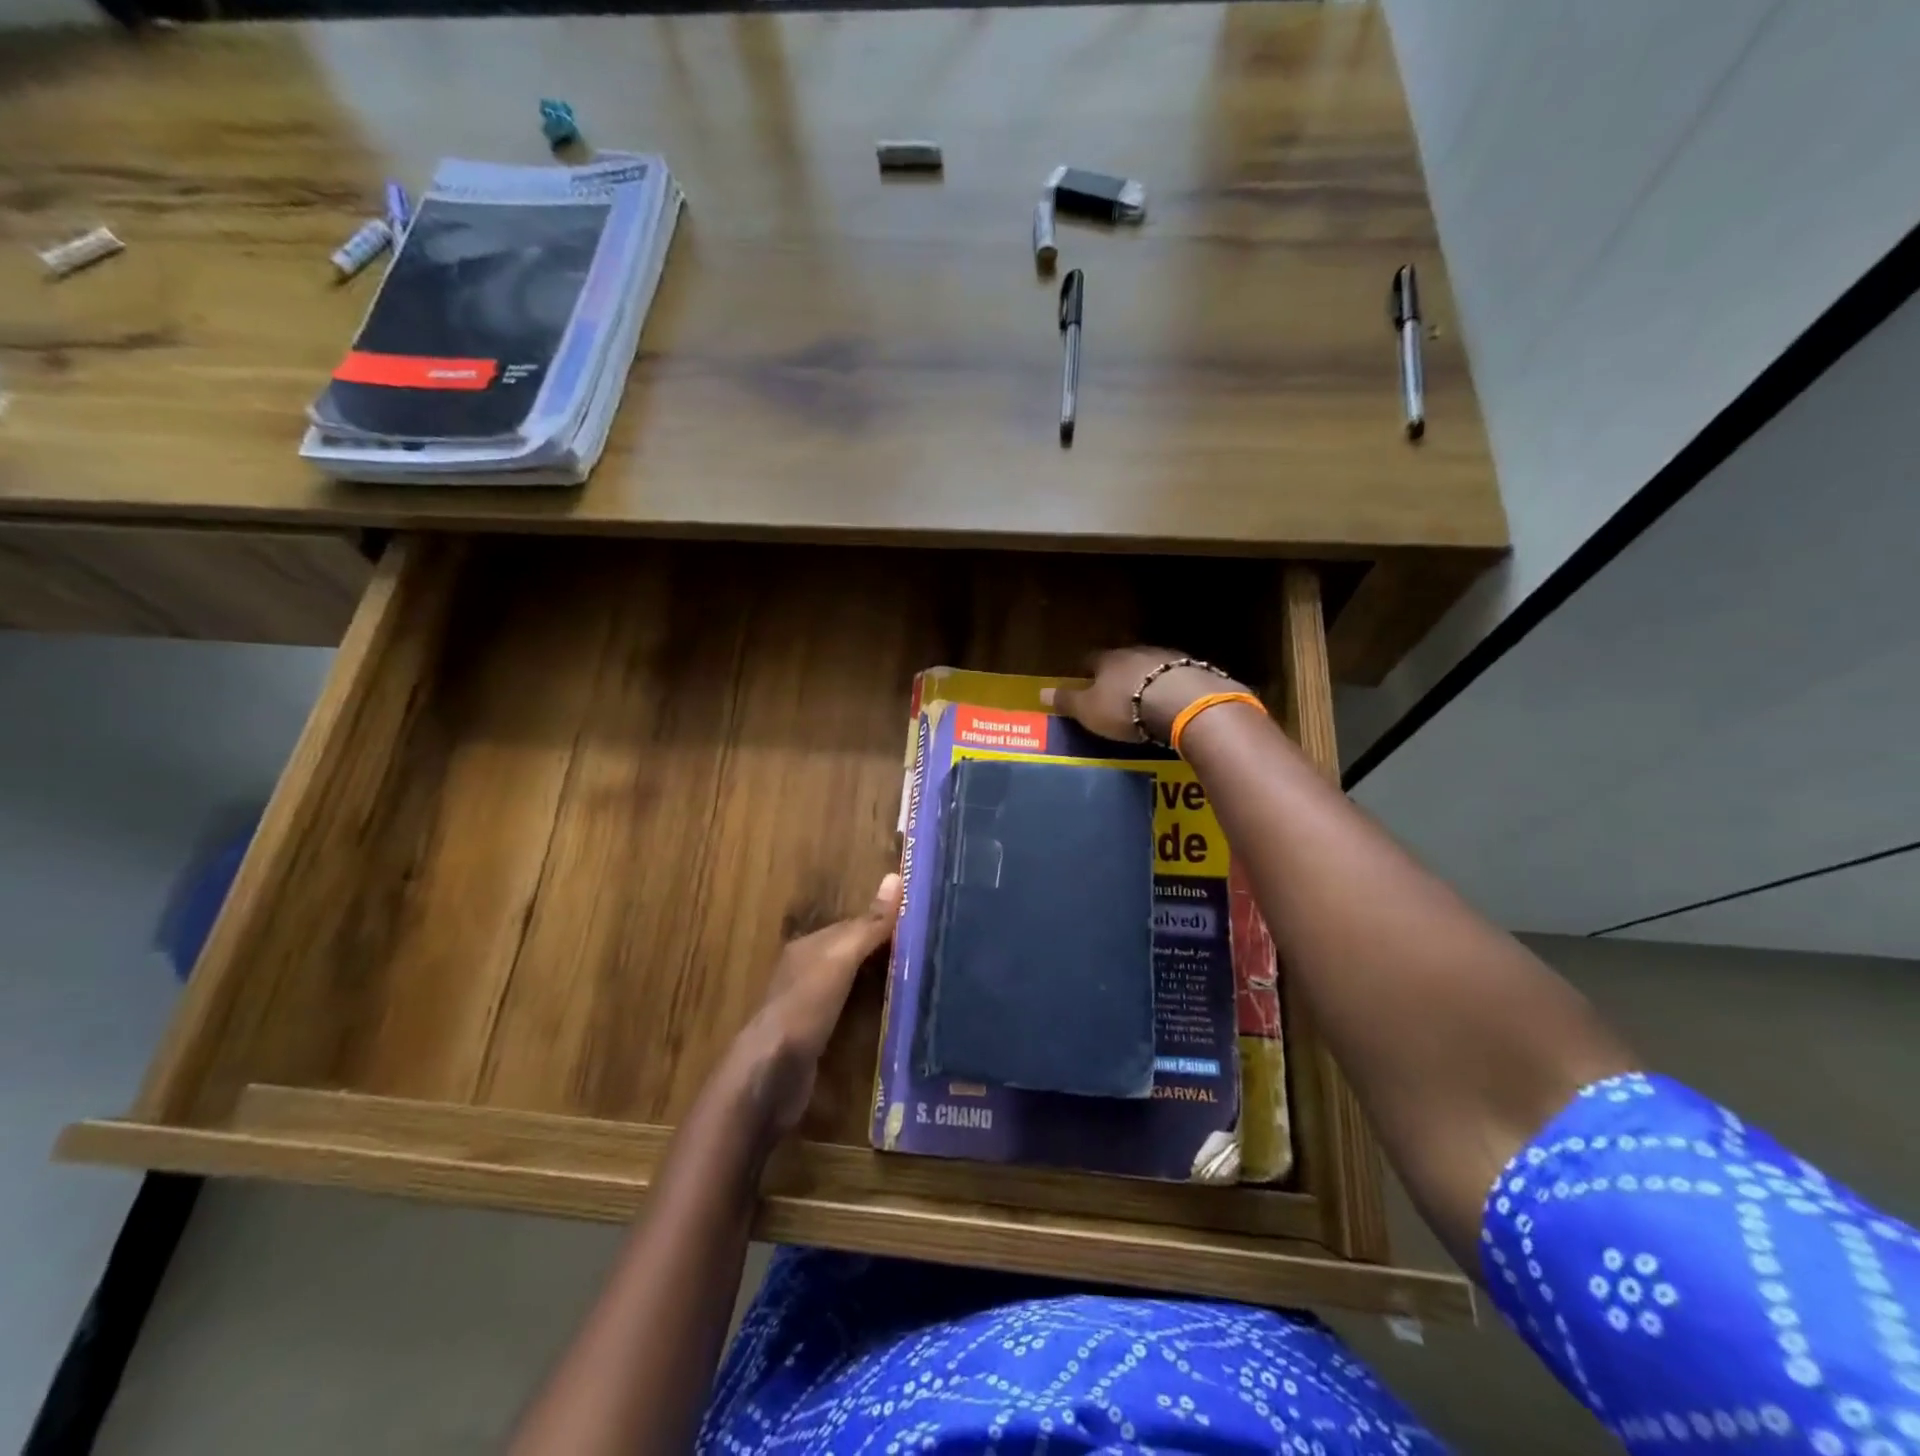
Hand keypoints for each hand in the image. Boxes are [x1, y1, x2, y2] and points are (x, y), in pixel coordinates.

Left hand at [729, 873, 901, 1136]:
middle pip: (851, 953)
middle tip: (927, 951)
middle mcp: (805, 972)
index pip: (853, 925)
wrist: (770, 1076)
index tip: (921, 920)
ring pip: (850, 983)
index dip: (884, 921)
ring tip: (918, 980)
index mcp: (808, 947)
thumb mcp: (840, 961)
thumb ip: (869, 925)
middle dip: (882, 950)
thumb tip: (896, 877)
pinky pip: (848, 1013)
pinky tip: (890, 1016)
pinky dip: (868, 1008)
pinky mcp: (814, 1038)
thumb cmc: (804, 1009)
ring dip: (877, 980)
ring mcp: (808, 1007)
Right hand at [1041, 647, 1251, 743]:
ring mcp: (1169, 658)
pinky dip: (1171, 687)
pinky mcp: (1195, 671)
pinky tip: (1172, 701)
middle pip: (1123, 660)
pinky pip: (1176, 677)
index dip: (1085, 669)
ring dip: (1147, 678)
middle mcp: (1137, 652)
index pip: (1090, 659)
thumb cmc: (1126, 707)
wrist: (1184, 703)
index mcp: (1108, 659)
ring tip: (1145, 697)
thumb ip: (1067, 701)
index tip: (1082, 677)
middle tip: (1114, 689)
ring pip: (1151, 665)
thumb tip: (1040, 691)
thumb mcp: (1089, 710)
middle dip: (1118, 673)